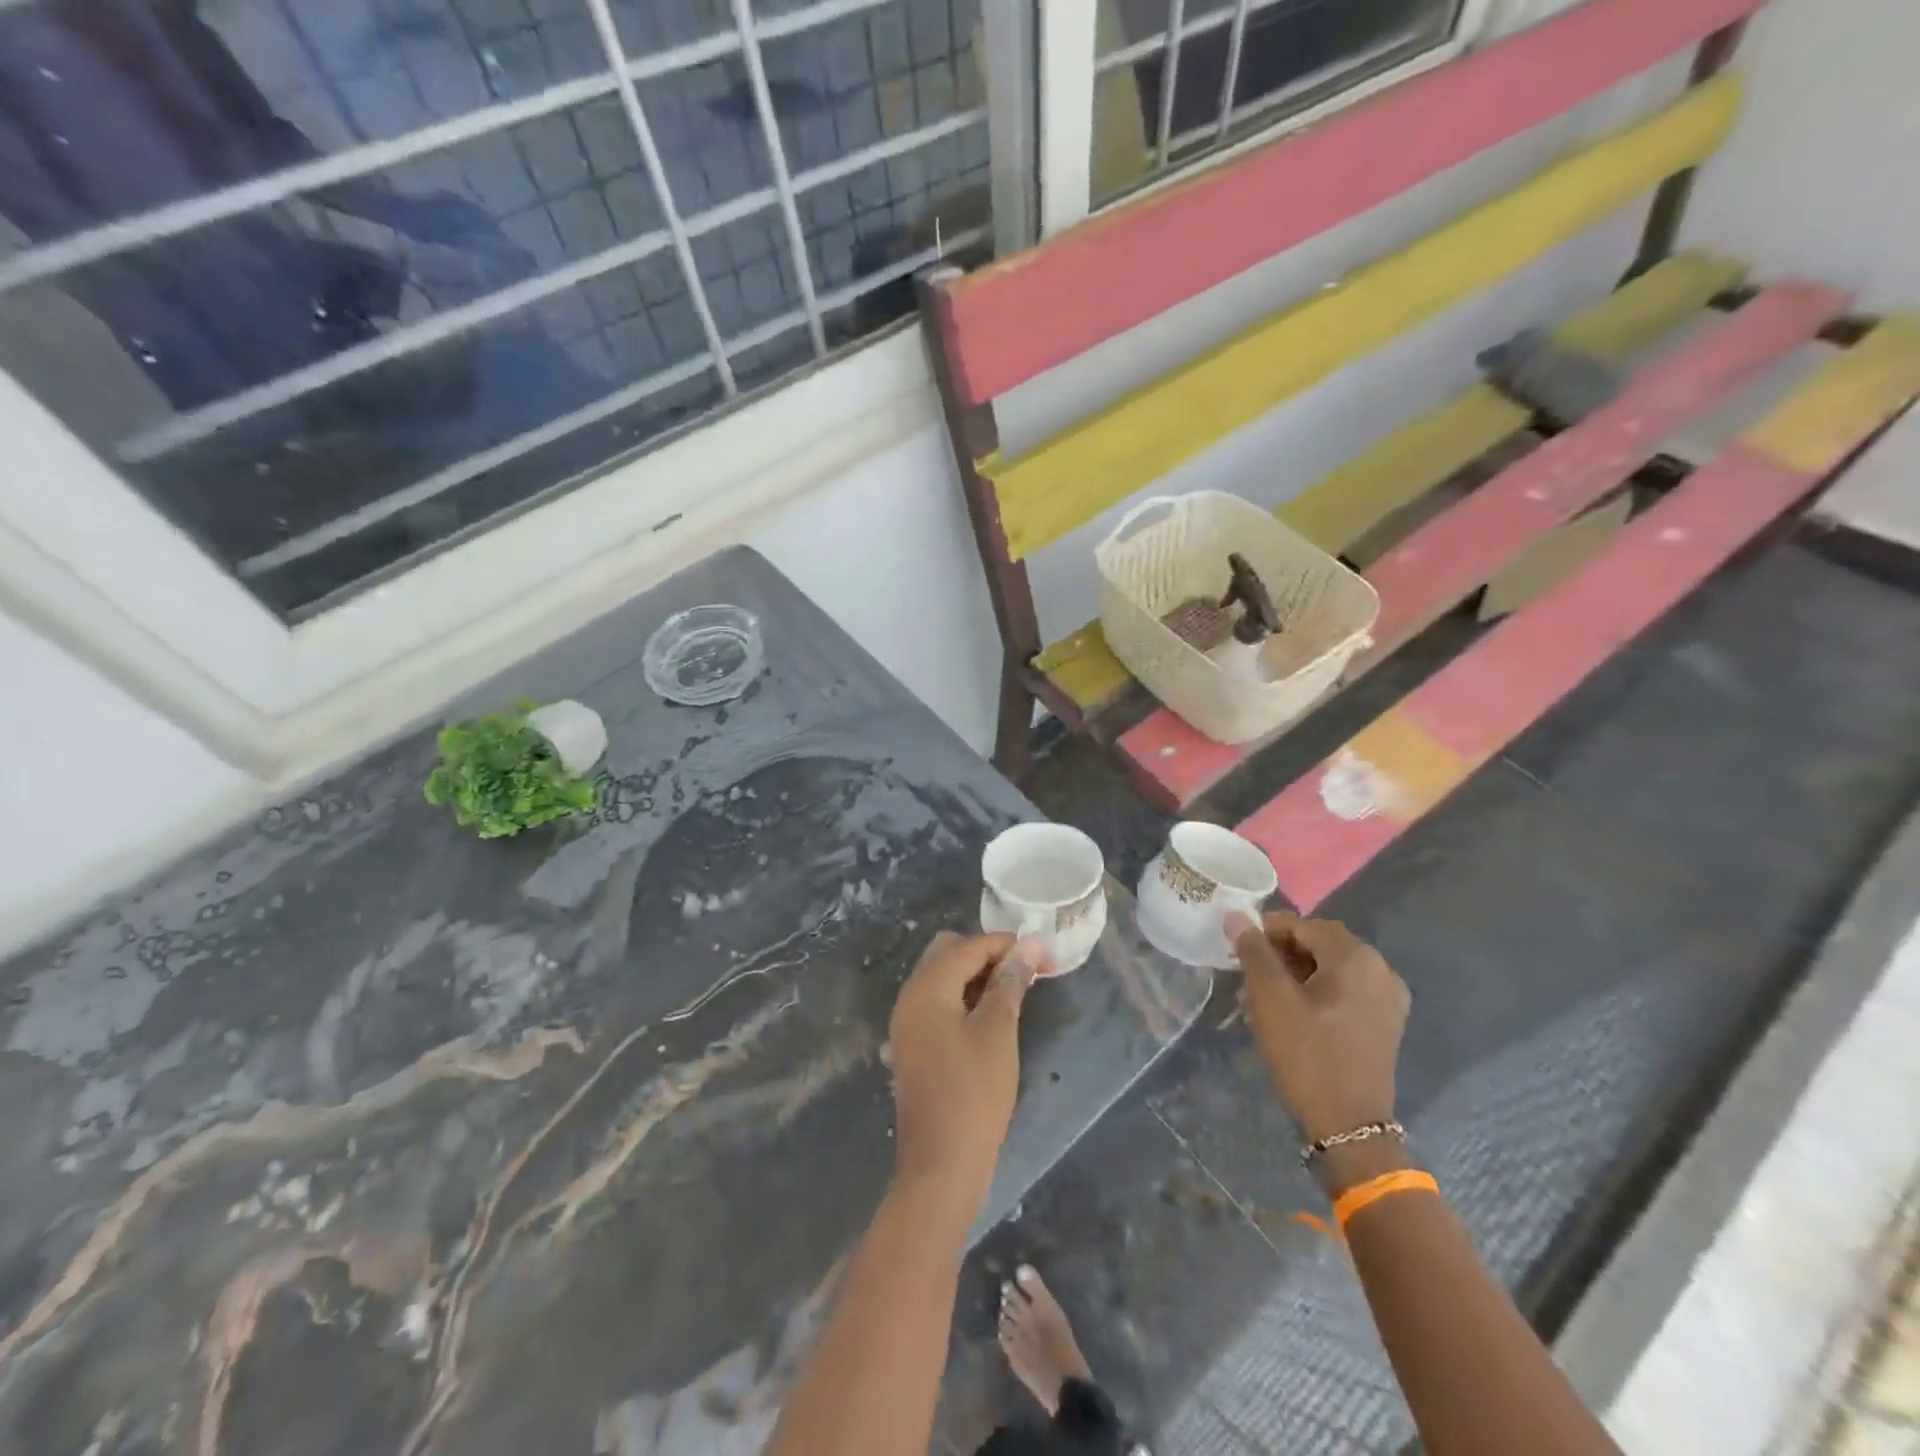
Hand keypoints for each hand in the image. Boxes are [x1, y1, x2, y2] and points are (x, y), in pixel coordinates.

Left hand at [885, 931, 1041, 1212]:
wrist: (941, 1165)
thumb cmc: (973, 1092)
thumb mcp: (998, 1031)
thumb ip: (1010, 982)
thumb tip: (1030, 945)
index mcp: (926, 987)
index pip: (968, 945)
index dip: (1006, 944)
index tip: (1043, 952)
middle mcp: (910, 997)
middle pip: (948, 953)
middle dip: (987, 954)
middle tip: (1026, 971)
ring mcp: (908, 1023)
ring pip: (943, 978)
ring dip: (976, 977)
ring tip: (1015, 991)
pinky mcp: (914, 1045)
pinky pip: (939, 1004)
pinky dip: (964, 999)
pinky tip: (991, 1016)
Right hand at [1228, 911, 1409, 1143]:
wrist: (1350, 1126)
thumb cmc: (1307, 1054)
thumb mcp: (1271, 998)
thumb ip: (1253, 951)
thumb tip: (1237, 916)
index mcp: (1356, 958)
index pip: (1303, 925)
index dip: (1266, 930)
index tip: (1236, 948)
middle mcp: (1379, 970)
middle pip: (1319, 944)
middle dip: (1280, 952)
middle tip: (1246, 972)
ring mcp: (1386, 999)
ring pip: (1330, 969)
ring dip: (1294, 973)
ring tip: (1261, 995)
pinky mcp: (1383, 1023)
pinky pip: (1344, 991)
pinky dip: (1315, 992)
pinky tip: (1289, 1012)